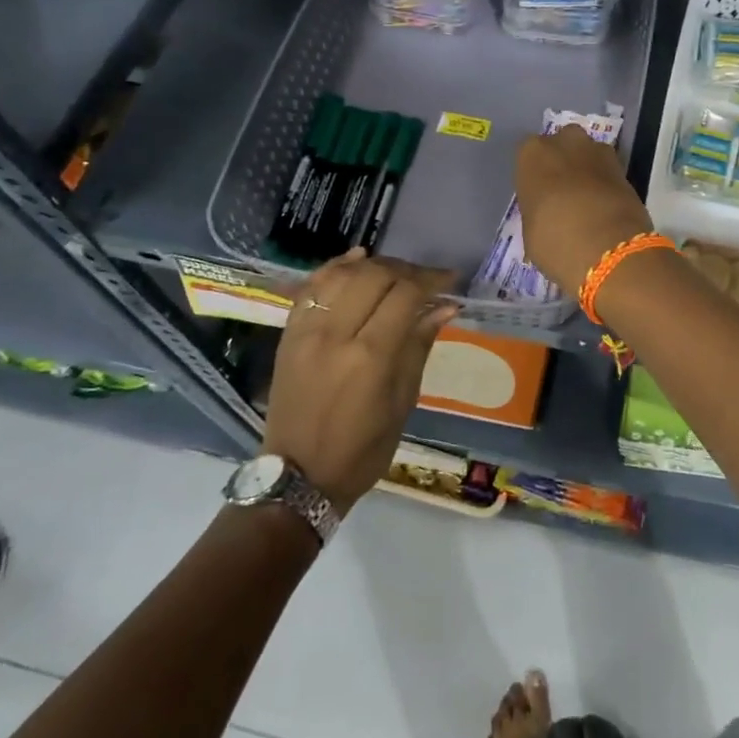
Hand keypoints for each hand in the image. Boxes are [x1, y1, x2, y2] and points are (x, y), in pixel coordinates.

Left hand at [262, 250, 457, 512]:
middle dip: (406, 270)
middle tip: (426, 279)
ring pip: (341, 274)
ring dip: (374, 265)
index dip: (431, 280)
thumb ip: (419, 346)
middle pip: (374, 276)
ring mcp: (306, 332)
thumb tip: (445, 306)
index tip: (450, 279)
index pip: (404, 296)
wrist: (298, 477)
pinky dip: (335, 268)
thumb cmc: (362, 450)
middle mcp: (335, 335)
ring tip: (396, 271)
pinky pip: (311, 287)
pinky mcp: (288, 335)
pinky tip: (357, 259)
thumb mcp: (402, 402)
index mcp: (370, 358)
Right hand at [514, 125, 654, 297]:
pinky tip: (604, 208)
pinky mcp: (625, 168)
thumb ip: (537, 210)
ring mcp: (598, 151)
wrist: (609, 249)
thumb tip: (548, 215)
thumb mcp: (530, 231)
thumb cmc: (555, 240)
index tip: (539, 197)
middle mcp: (565, 142)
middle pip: (561, 146)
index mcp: (532, 154)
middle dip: (563, 164)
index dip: (535, 177)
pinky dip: (606, 185)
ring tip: (586, 203)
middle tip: (562, 195)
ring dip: (586, 171)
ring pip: (587, 155)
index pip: (528, 157)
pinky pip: (607, 172)